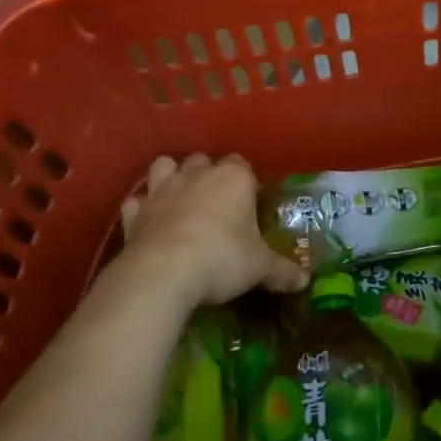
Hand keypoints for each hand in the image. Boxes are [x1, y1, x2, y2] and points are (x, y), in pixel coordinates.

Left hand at [113, 154, 306, 308]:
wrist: (163, 273)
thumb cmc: (222, 258)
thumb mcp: (260, 267)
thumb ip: (282, 270)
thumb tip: (305, 280)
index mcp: (233, 178)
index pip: (243, 164)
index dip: (246, 182)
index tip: (250, 203)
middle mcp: (196, 175)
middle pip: (203, 160)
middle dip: (208, 175)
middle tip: (217, 203)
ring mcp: (161, 190)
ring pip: (164, 167)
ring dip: (171, 177)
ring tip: (180, 200)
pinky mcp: (135, 213)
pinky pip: (137, 202)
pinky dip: (142, 209)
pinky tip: (149, 223)